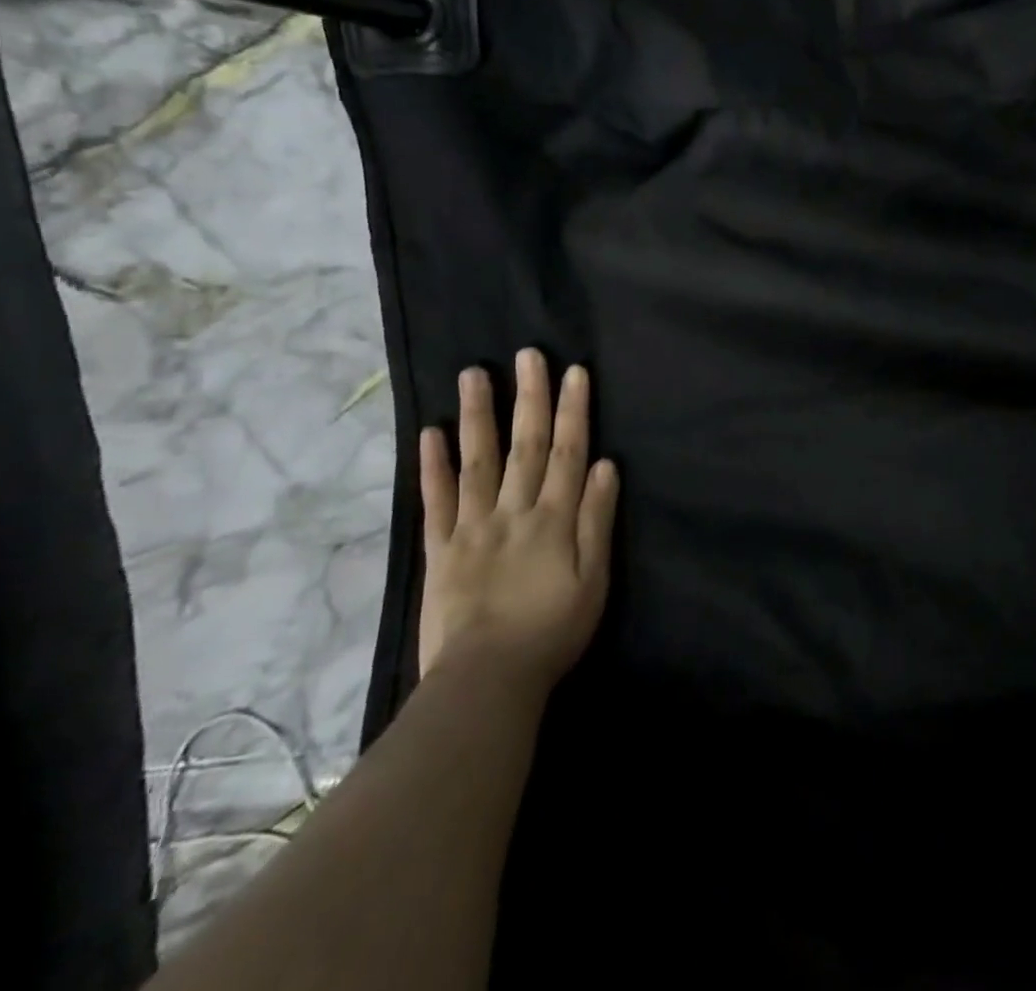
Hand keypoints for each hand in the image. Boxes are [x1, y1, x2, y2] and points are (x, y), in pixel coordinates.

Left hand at [417, 349, 619, 689]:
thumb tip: (604, 465)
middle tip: (528, 355)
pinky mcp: (440, 550)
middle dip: (529, 398)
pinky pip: (435, 502)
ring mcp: (471, 527)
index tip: (574, 372)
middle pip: (525, 446)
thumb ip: (597, 521)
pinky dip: (432, 466)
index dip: (573, 410)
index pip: (567, 452)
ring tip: (474, 374)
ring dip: (478, 415)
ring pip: (477, 461)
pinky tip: (430, 432)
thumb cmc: (551, 633)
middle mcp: (513, 511)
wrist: (486, 681)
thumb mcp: (593, 581)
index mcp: (553, 518)